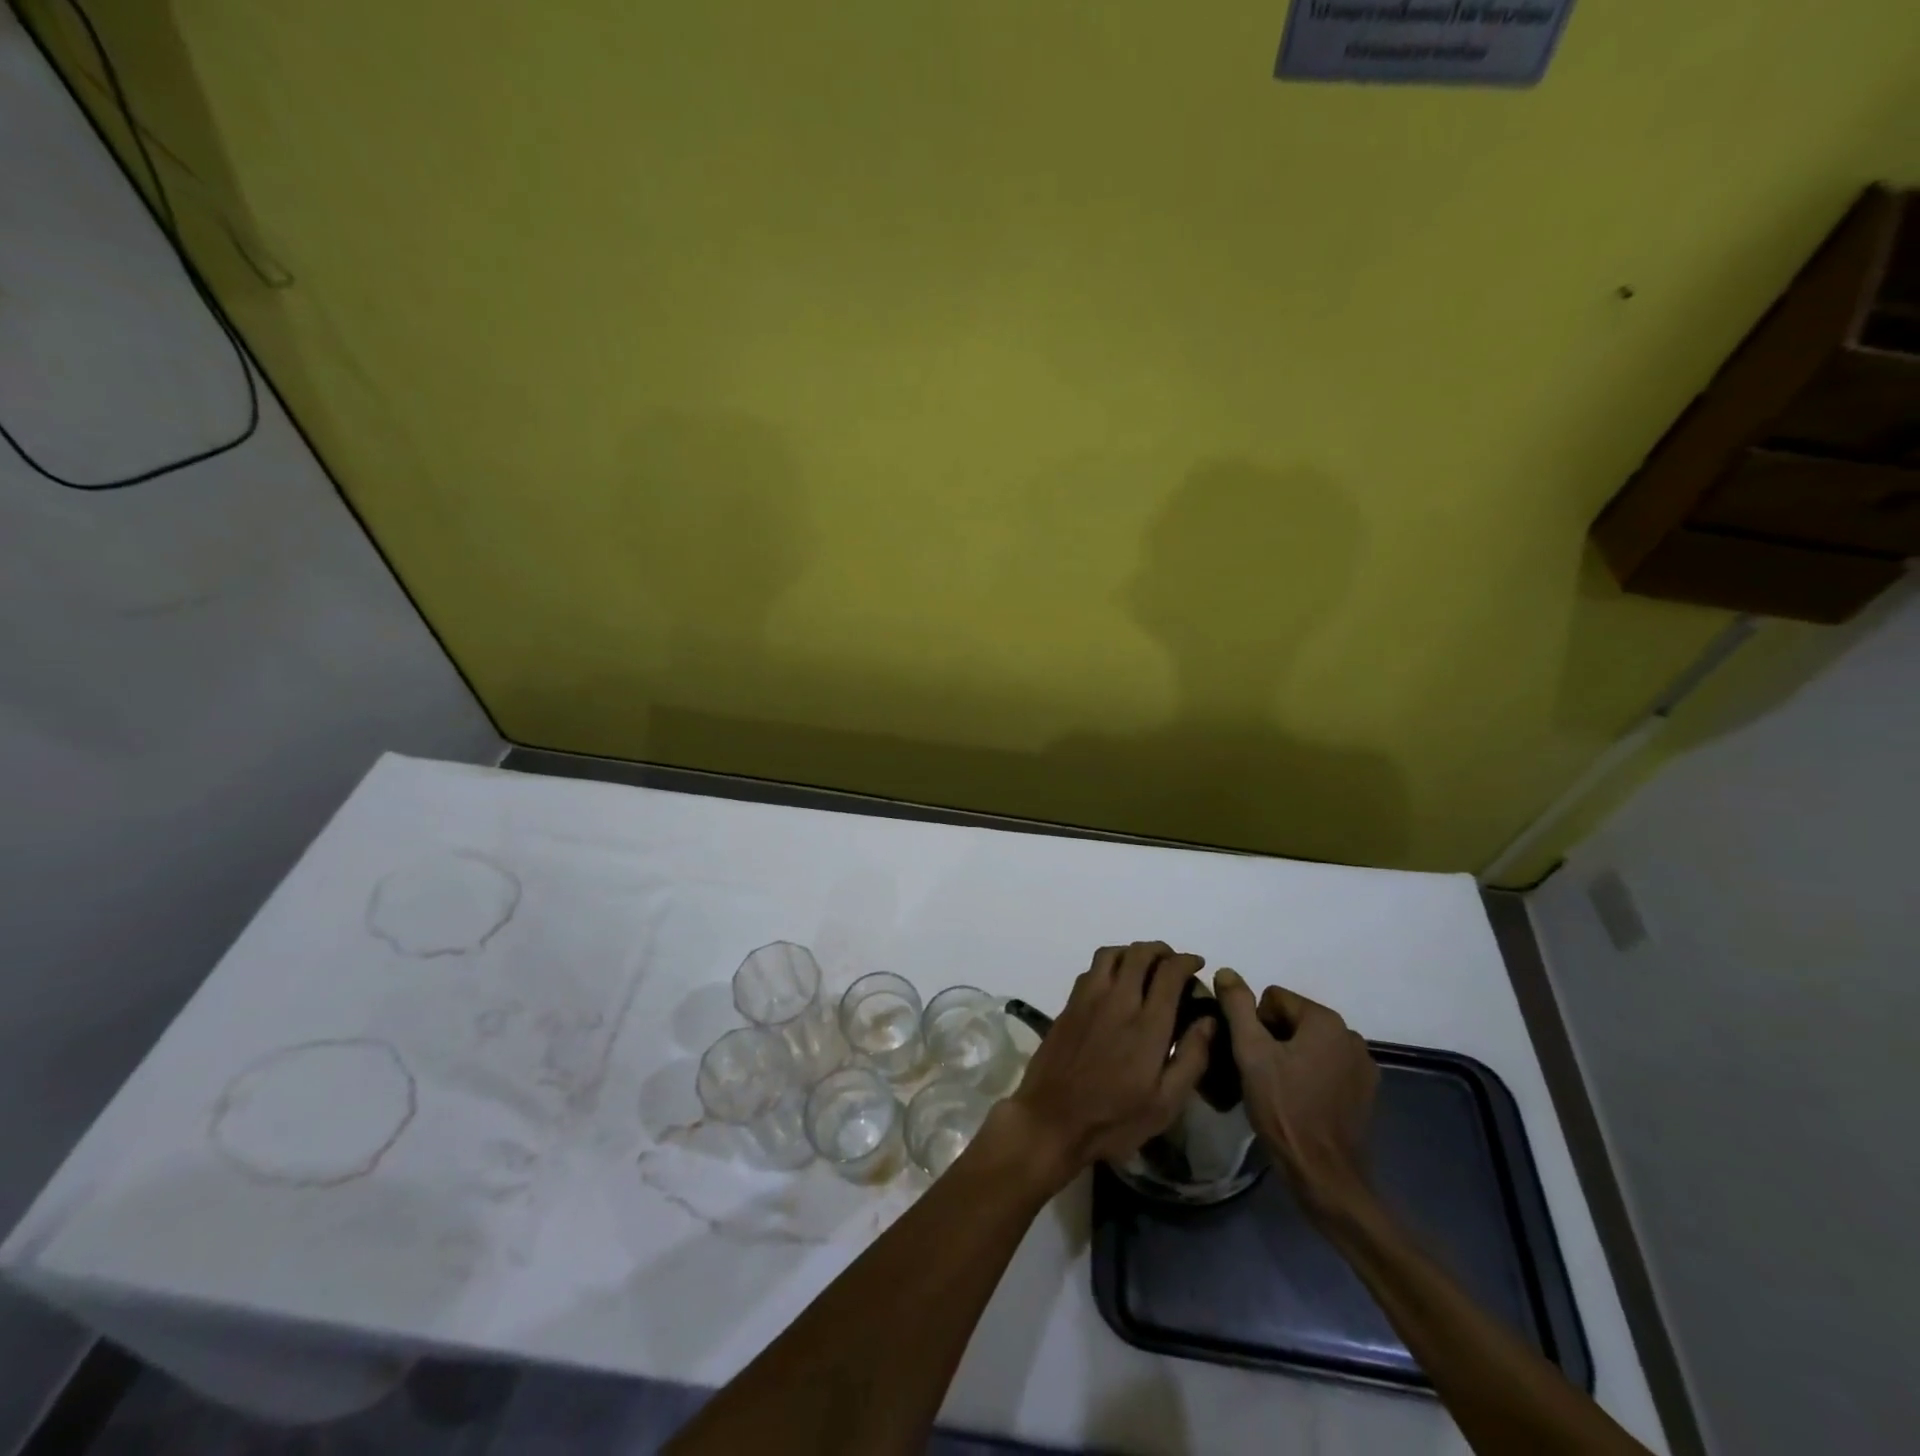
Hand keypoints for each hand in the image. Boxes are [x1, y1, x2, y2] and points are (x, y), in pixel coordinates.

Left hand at [1001, 942, 1213, 1190]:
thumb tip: (1209, 1019)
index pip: (1169, 973)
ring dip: (1132, 952)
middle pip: (1139, 954)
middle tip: (1173, 962)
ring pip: (1110, 954)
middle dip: (1161, 950)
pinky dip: (1109, 964)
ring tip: (1144, 966)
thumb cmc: (1114, 1119)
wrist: (1051, 1120)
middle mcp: (1117, 1001)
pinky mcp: (1068, 1006)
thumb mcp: (1165, 1104)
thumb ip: (1191, 1057)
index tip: (1197, 964)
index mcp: (1147, 1025)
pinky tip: (1114, 983)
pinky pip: (1091, 970)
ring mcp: (1087, 1000)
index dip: (1186, 961)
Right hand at [1213, 969, 1377, 1218]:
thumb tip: (1226, 972)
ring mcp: (1362, 1065)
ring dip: (1292, 1056)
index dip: (1254, 1023)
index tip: (1252, 1056)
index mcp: (1325, 1020)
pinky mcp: (1366, 1091)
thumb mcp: (1251, 1053)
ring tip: (1279, 1088)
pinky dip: (1311, 1074)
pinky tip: (1301, 1100)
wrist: (1324, 1175)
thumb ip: (1238, 1006)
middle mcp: (1350, 1034)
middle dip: (1273, 1039)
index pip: (1273, 998)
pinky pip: (1327, 1065)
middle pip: (1293, 1019)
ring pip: (1310, 1043)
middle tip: (1260, 1073)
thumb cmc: (1284, 1108)